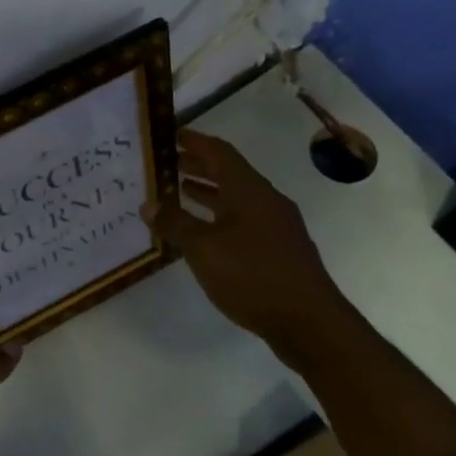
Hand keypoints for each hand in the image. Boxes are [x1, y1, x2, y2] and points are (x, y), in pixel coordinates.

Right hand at [145, 130, 340, 360]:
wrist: (308, 321)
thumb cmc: (252, 276)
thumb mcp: (204, 250)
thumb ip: (175, 224)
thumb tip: (148, 204)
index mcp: (249, 191)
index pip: (219, 152)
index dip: (195, 140)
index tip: (170, 134)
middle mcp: (265, 200)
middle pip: (229, 173)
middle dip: (198, 165)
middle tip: (167, 163)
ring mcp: (276, 225)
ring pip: (236, 198)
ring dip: (208, 191)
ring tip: (178, 192)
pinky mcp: (278, 249)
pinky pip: (243, 220)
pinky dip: (219, 216)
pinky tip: (203, 232)